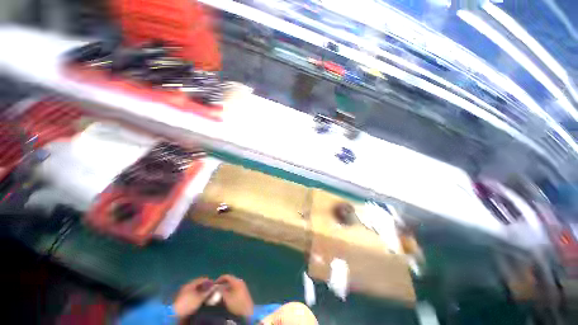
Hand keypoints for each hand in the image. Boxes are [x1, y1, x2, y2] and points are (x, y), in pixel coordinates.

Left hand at [173, 277, 213, 318]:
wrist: (175, 314)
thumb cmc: (188, 303)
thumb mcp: (200, 298)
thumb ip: (208, 291)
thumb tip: (215, 286)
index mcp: (191, 283)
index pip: (202, 279)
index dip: (209, 281)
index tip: (214, 284)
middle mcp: (187, 286)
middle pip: (199, 284)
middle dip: (205, 287)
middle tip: (211, 291)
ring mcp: (184, 293)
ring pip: (195, 290)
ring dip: (201, 292)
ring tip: (206, 296)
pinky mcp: (182, 299)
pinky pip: (192, 295)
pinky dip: (197, 296)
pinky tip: (200, 300)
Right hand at [216, 275, 253, 317]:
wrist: (248, 310)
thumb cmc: (236, 304)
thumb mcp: (227, 298)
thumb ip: (221, 291)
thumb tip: (216, 287)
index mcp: (236, 281)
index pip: (226, 276)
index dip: (219, 279)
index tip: (213, 284)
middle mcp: (239, 281)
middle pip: (229, 279)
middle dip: (222, 283)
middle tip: (215, 288)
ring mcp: (242, 285)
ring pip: (231, 283)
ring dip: (225, 287)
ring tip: (219, 292)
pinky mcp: (242, 290)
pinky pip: (234, 286)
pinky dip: (229, 289)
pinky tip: (225, 295)